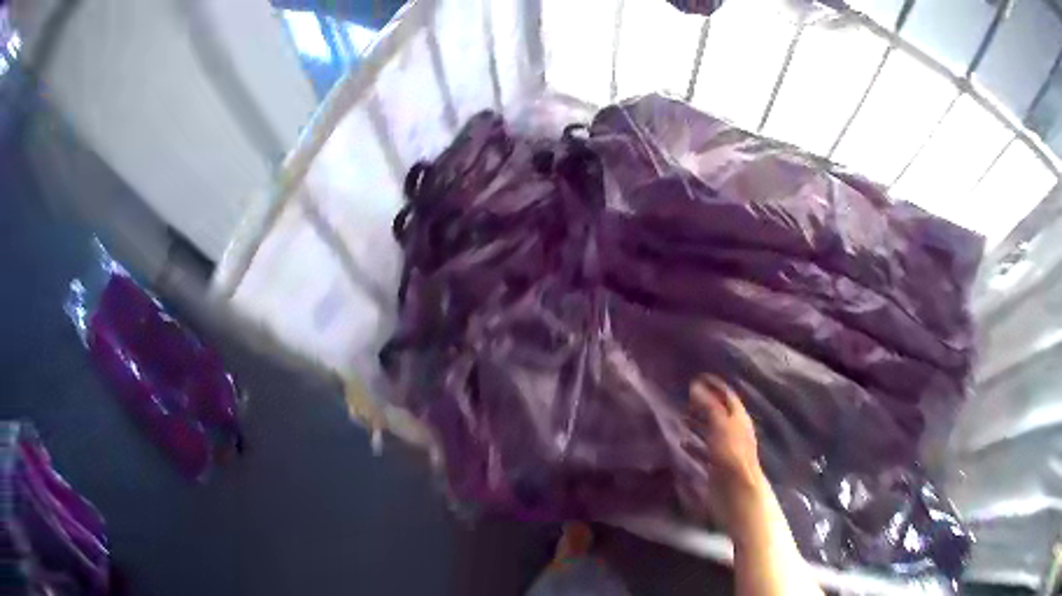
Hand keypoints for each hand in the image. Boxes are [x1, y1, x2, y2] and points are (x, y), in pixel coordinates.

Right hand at [681, 375, 765, 520]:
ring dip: (697, 423)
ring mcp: (726, 449)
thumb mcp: (720, 425)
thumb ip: (709, 406)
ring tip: (680, 418)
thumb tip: (696, 385)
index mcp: (738, 418)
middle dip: (703, 404)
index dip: (714, 386)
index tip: (696, 378)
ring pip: (710, 431)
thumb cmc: (731, 454)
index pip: (727, 395)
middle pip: (718, 413)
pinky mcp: (717, 465)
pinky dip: (694, 444)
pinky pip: (704, 449)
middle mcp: (734, 431)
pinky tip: (682, 444)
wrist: (736, 491)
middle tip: (684, 398)